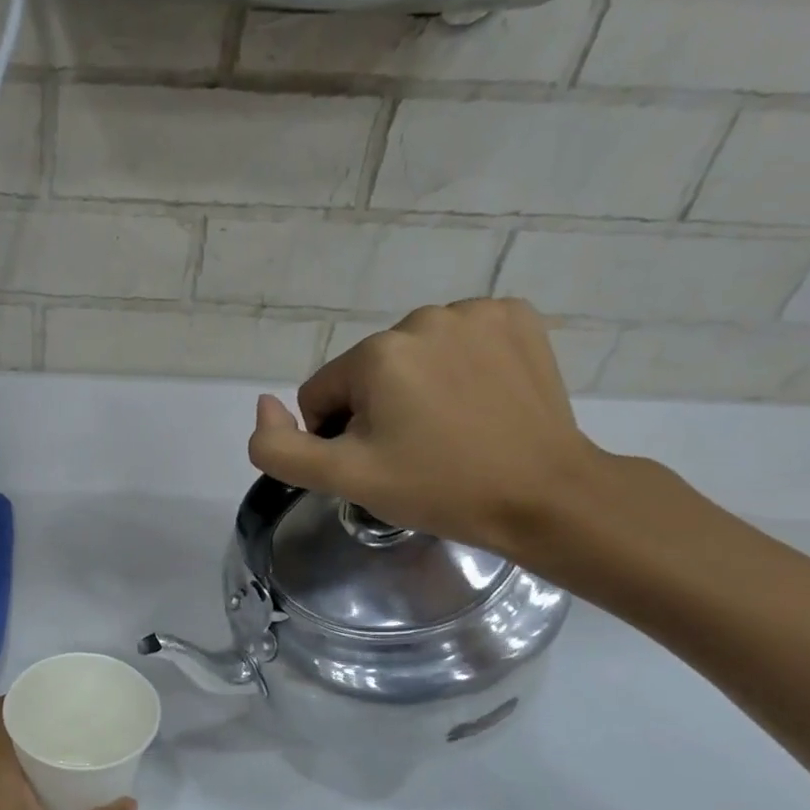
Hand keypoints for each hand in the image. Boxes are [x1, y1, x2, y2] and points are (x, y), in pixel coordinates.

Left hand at [0, 698, 134, 809]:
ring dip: (31, 756)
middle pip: (4, 734)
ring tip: (70, 758)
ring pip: (2, 763)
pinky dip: (23, 781)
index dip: (22, 696)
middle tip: (77, 727)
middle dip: (38, 726)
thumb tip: (130, 805)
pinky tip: (49, 799)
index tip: (56, 696)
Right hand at [247, 298, 605, 555]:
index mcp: (377, 353)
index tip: (377, 462)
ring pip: (411, 356)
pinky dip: (459, 366)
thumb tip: (264, 405)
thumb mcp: (343, 479)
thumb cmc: (438, 488)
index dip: (338, 436)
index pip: (321, 394)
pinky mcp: (517, 318)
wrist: (545, 496)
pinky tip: (478, 400)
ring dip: (416, 388)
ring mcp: (477, 313)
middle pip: (366, 373)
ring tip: (449, 429)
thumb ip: (279, 448)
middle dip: (377, 409)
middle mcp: (423, 317)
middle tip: (413, 451)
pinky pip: (459, 340)